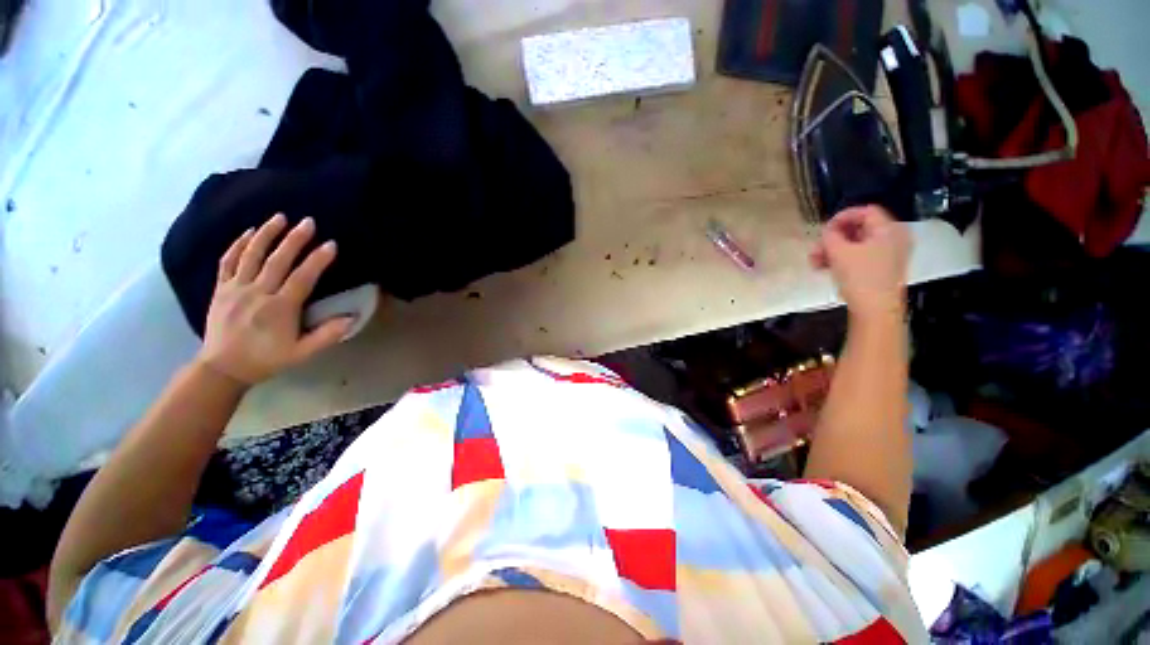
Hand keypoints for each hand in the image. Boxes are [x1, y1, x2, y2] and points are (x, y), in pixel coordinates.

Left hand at [196, 214, 353, 385]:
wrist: (222, 368)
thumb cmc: (267, 360)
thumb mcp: (302, 353)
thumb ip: (327, 335)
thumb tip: (352, 318)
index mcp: (279, 308)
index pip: (302, 278)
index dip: (317, 260)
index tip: (331, 244)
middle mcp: (257, 293)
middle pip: (277, 260)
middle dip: (294, 239)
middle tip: (308, 221)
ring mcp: (236, 289)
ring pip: (251, 255)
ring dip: (266, 234)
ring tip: (279, 217)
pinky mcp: (221, 289)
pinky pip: (227, 261)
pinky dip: (238, 245)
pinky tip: (248, 232)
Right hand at [810, 206, 910, 319]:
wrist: (875, 310)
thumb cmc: (860, 277)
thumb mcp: (839, 252)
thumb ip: (830, 236)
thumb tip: (827, 231)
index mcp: (889, 230)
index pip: (865, 211)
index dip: (842, 217)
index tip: (823, 229)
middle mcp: (892, 239)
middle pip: (858, 229)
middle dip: (833, 239)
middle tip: (815, 249)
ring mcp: (887, 255)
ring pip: (855, 245)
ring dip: (832, 251)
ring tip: (814, 262)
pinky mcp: (880, 269)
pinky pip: (858, 257)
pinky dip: (841, 260)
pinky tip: (824, 268)